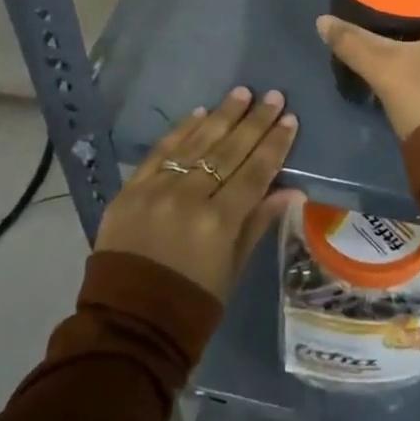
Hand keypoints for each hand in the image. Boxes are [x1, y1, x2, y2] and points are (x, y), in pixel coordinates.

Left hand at [96, 87, 301, 300]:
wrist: (126, 327)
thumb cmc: (191, 306)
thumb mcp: (232, 269)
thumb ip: (258, 223)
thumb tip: (293, 191)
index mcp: (218, 223)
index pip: (255, 173)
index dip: (274, 145)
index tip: (290, 120)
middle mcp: (189, 199)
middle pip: (228, 151)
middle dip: (255, 122)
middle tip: (273, 96)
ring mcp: (156, 191)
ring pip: (196, 143)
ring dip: (222, 116)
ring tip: (242, 93)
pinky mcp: (130, 190)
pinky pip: (160, 152)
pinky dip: (181, 131)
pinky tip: (200, 113)